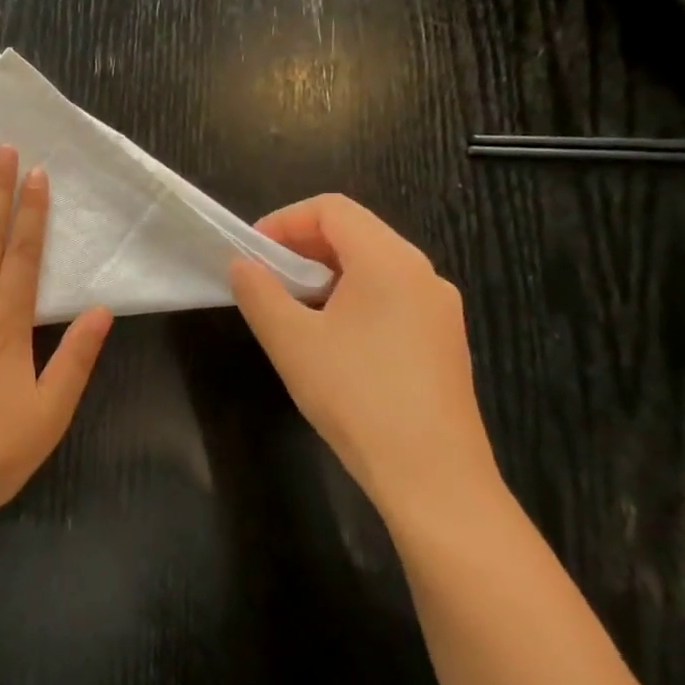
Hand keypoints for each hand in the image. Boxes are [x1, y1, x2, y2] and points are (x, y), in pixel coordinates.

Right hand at [229, 194, 502, 524]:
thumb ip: (258, 291)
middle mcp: (422, 274)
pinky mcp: (442, 341)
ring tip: (290, 311)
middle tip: (263, 280)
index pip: (332, 209)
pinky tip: (329, 340)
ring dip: (324, 275)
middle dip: (301, 248)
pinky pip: (390, 298)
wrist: (431, 475)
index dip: (283, 220)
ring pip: (373, 267)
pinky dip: (350, 299)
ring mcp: (438, 309)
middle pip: (355, 233)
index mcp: (389, 261)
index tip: (251, 254)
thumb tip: (242, 264)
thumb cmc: (354, 395)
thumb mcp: (290, 339)